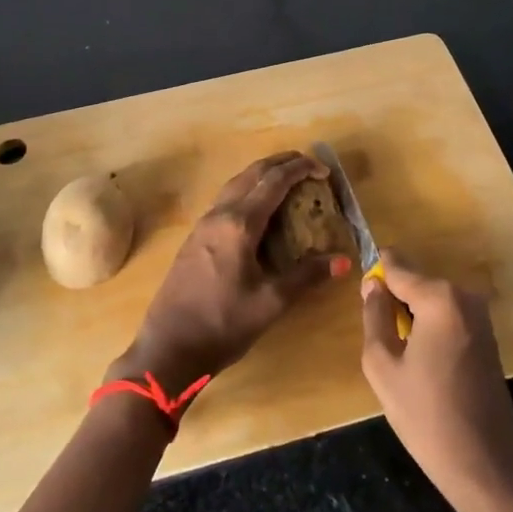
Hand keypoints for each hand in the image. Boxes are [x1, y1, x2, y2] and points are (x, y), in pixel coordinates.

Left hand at [111, 151, 351, 393]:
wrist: (168, 348)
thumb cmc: (222, 324)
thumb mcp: (270, 302)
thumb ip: (306, 276)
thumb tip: (344, 261)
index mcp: (239, 224)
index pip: (274, 182)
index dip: (301, 169)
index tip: (324, 170)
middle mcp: (219, 215)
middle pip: (252, 173)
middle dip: (281, 163)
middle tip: (308, 165)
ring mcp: (203, 225)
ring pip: (235, 184)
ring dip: (262, 175)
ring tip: (286, 180)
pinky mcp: (195, 238)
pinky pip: (225, 200)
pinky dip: (247, 191)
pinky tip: (257, 209)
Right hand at [359, 252, 512, 511]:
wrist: (484, 464)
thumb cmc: (426, 415)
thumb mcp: (382, 365)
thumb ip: (374, 316)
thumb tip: (373, 285)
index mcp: (439, 298)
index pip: (398, 266)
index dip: (376, 274)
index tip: (362, 291)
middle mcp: (465, 297)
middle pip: (417, 282)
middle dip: (395, 299)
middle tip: (378, 335)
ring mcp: (481, 317)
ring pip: (433, 300)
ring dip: (413, 316)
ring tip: (399, 354)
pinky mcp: (488, 337)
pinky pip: (449, 317)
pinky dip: (432, 328)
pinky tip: (423, 363)